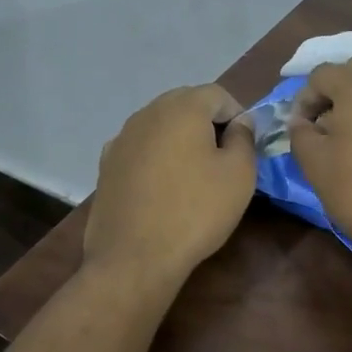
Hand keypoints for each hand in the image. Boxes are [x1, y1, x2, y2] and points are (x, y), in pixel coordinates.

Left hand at [83, 83, 257, 286]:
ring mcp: (122, 138)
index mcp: (182, 108)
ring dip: (180, 140)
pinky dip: (156, 158)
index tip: (245, 147)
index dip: (238, 116)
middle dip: (208, 124)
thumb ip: (244, 138)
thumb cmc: (195, 211)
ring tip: (193, 175)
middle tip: (222, 159)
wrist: (134, 257)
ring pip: (160, 126)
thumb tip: (239, 122)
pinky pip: (140, 148)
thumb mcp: (239, 175)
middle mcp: (147, 113)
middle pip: (186, 104)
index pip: (218, 95)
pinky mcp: (107, 164)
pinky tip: (162, 187)